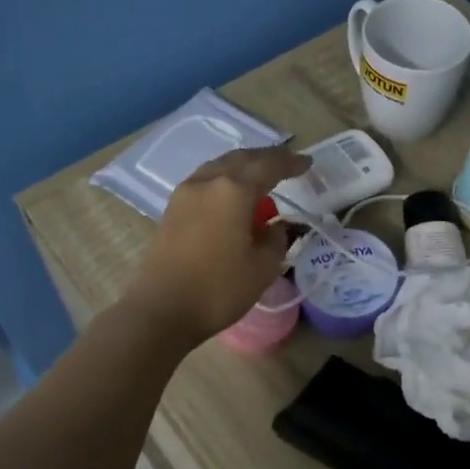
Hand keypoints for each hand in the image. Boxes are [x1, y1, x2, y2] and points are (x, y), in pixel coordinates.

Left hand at [122, 146, 309, 342]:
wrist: (161, 311)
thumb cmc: (218, 289)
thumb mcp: (263, 268)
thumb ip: (276, 239)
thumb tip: (275, 226)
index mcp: (233, 191)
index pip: (268, 166)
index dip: (290, 163)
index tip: (308, 163)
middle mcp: (207, 182)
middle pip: (241, 159)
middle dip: (266, 158)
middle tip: (287, 164)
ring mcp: (185, 193)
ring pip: (219, 166)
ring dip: (242, 166)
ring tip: (260, 177)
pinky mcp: (172, 209)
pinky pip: (205, 181)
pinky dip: (224, 180)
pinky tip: (232, 195)